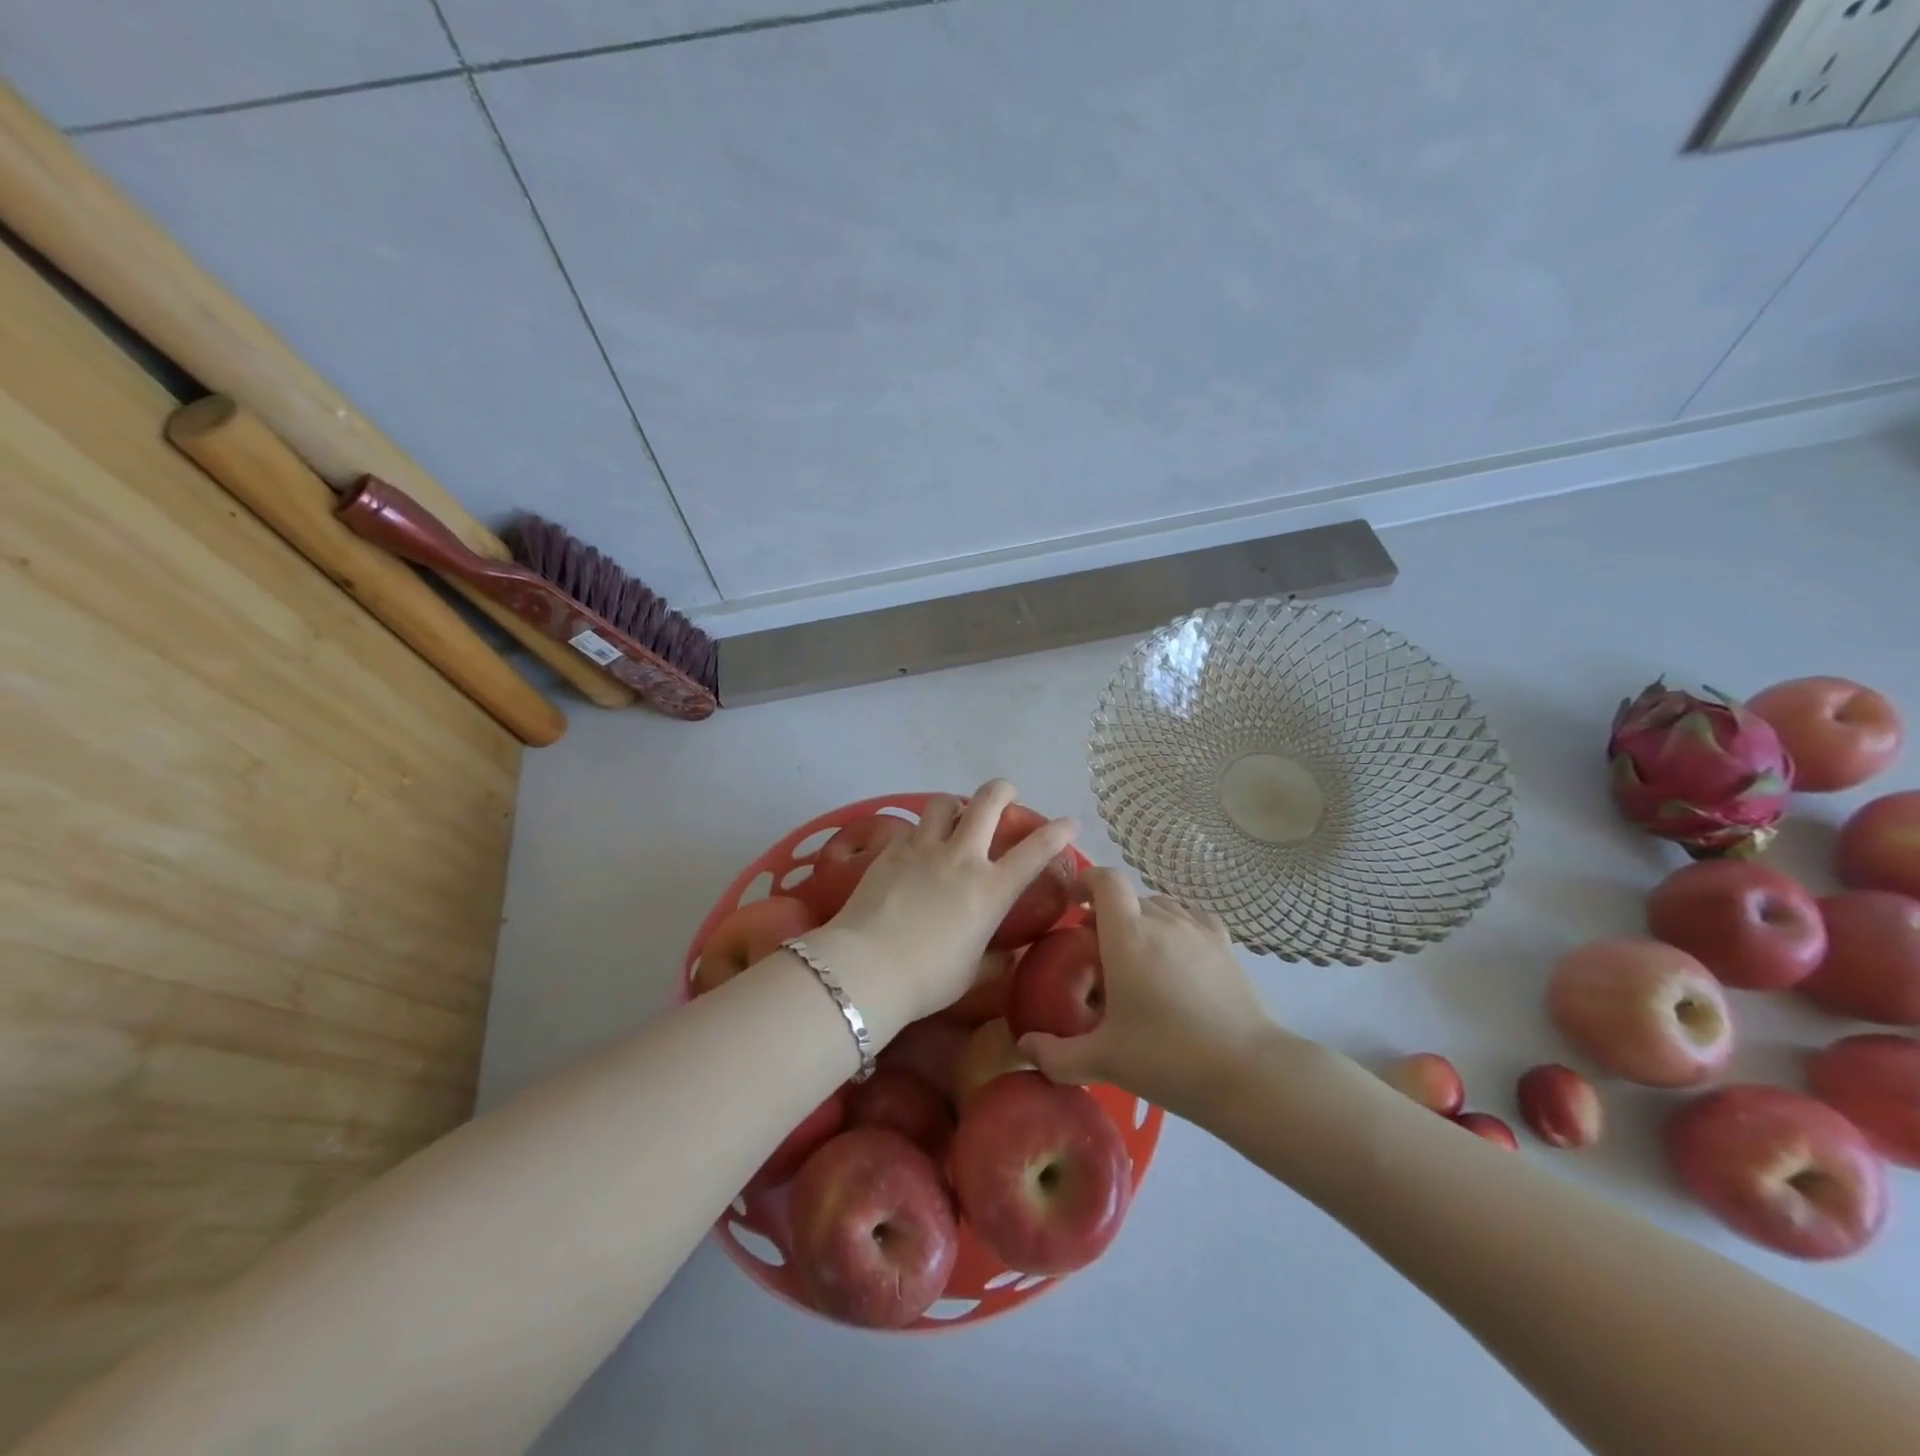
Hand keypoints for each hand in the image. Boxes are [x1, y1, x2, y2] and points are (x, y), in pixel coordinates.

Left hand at [819, 781, 1074, 1034]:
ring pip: (944, 802)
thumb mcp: (972, 973)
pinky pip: (912, 827)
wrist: (867, 967)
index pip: (1036, 850)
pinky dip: (922, 831)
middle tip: (1007, 797)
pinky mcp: (891, 850)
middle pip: (988, 801)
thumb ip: (995, 959)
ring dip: (956, 804)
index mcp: (991, 889)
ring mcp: (924, 848)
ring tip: (955, 817)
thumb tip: (1007, 956)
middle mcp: (962, 857)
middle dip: (1003, 791)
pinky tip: (917, 848)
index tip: (1070, 823)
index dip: (1058, 831)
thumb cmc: (928, 979)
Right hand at [1018, 867, 1290, 1118]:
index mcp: (1127, 934)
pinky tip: (1176, 951)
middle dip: (1108, 913)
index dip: (1086, 881)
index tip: (1073, 903)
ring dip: (1142, 919)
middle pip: (1129, 897)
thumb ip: (1056, 1055)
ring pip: (1160, 906)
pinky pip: (1191, 917)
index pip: (1105, 881)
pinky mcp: (1225, 944)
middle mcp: (1162, 919)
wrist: (1248, 1071)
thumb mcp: (1103, 1060)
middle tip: (1098, 951)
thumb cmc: (1167, 1057)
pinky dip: (1176, 924)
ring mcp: (1198, 929)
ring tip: (1137, 955)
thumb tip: (1023, 1046)